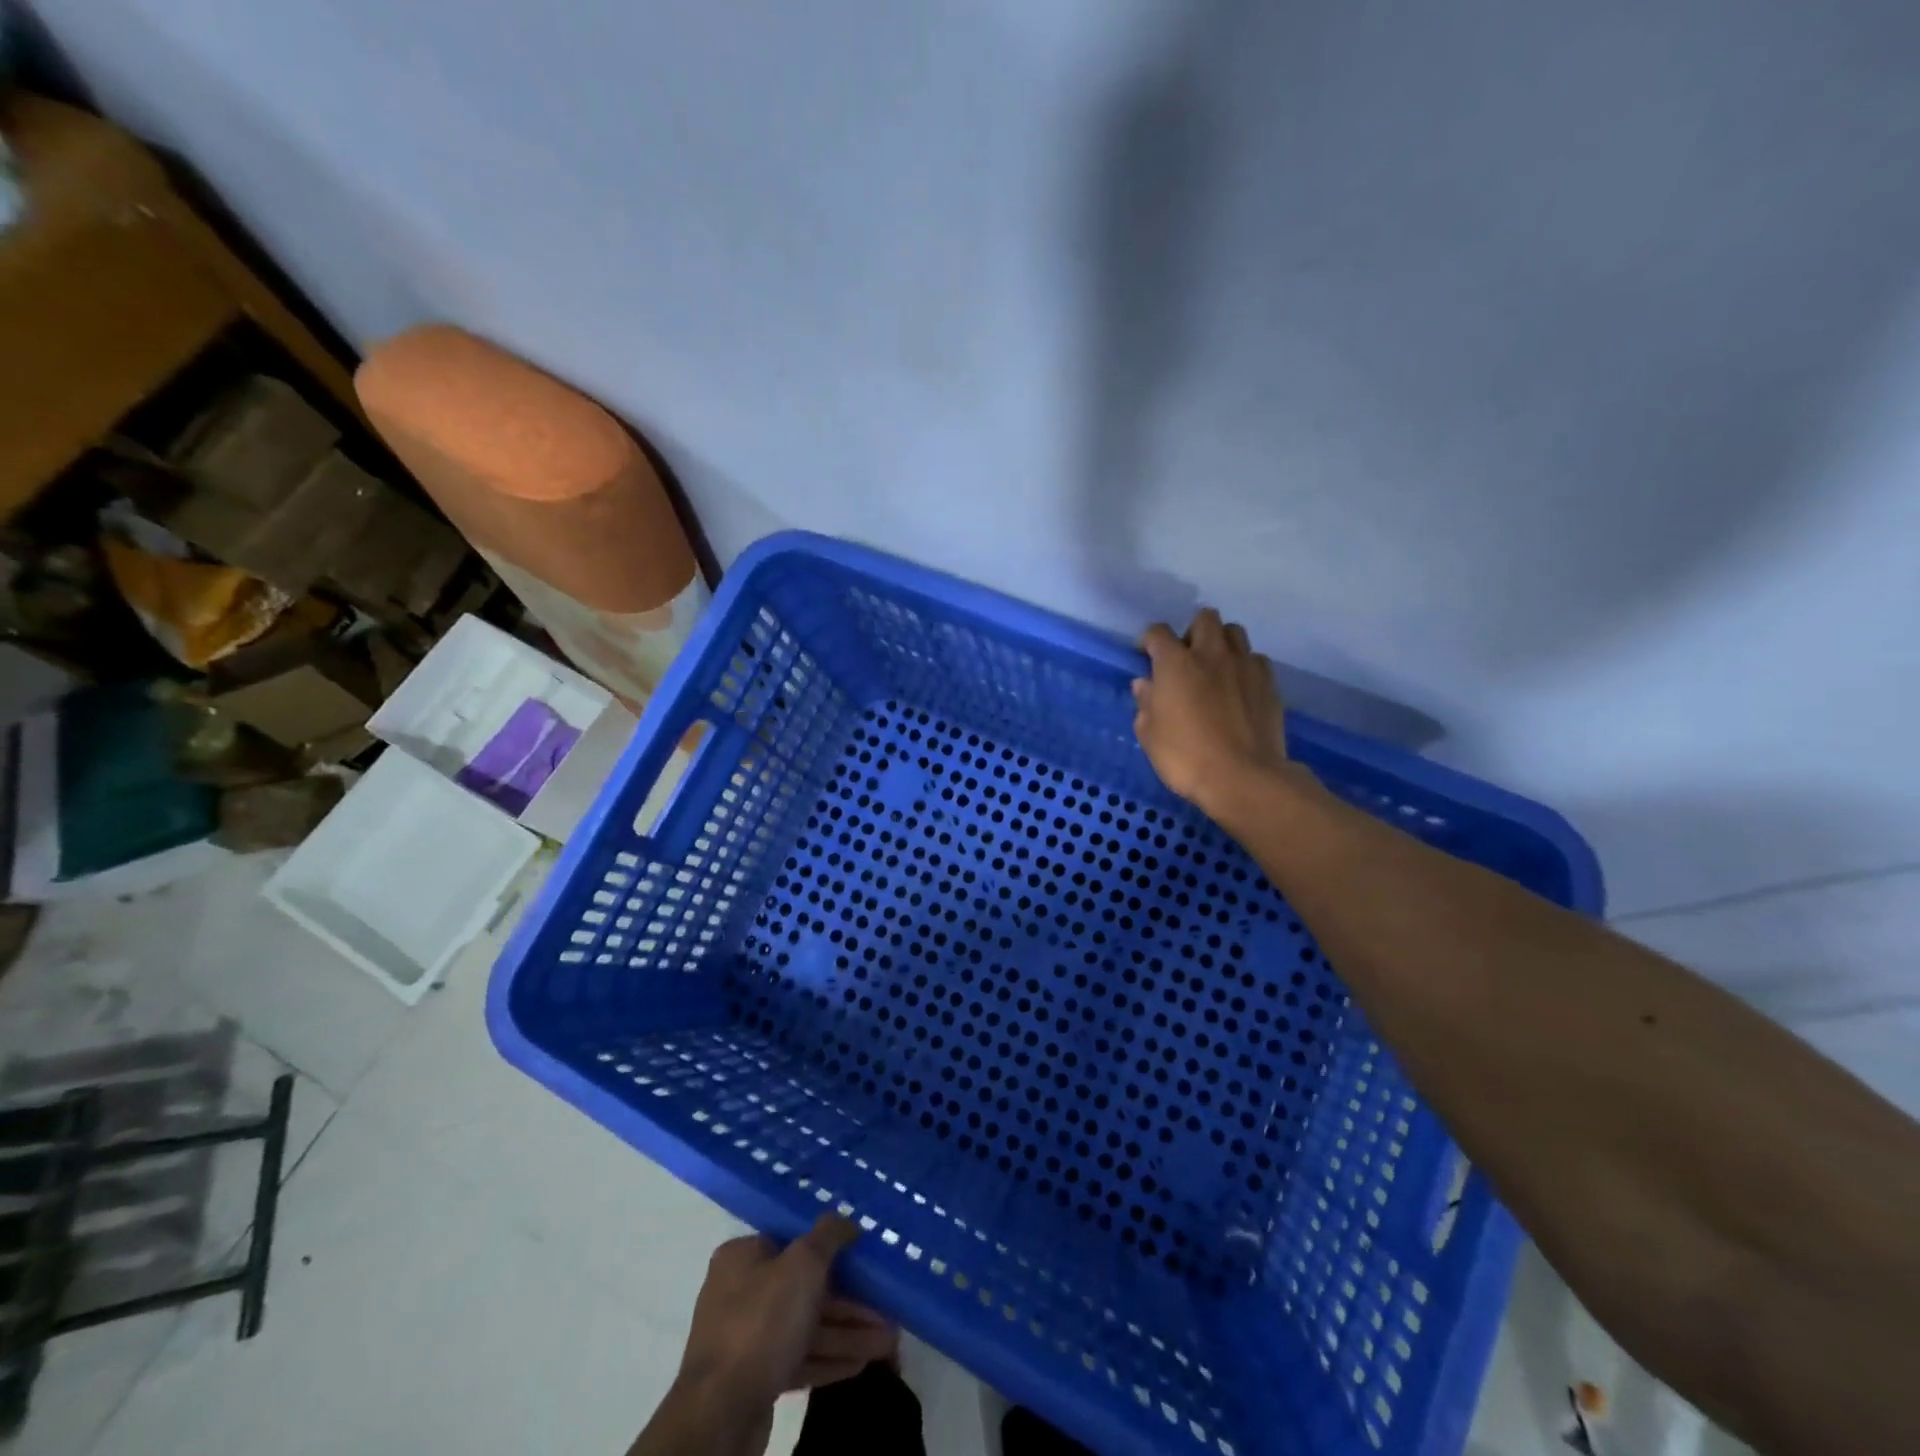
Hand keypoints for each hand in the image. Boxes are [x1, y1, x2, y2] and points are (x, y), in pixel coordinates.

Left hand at [679, 1216, 894, 1402]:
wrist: (720, 1413)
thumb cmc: (762, 1321)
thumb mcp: (803, 1264)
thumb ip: (828, 1236)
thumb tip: (845, 1220)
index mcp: (743, 1257)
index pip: (793, 1242)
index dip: (830, 1249)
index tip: (863, 1258)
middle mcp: (741, 1292)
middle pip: (804, 1288)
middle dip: (848, 1302)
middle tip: (885, 1309)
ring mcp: (746, 1338)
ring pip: (806, 1326)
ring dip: (846, 1333)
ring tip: (887, 1341)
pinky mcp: (755, 1378)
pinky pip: (799, 1357)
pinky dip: (829, 1358)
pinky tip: (861, 1363)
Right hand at [1132, 608, 1291, 816]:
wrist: (1244, 778)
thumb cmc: (1186, 757)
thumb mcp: (1150, 736)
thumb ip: (1146, 704)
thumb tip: (1146, 685)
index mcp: (1176, 663)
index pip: (1158, 632)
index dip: (1149, 641)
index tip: (1145, 657)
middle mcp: (1211, 654)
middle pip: (1204, 618)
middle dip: (1192, 632)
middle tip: (1185, 658)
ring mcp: (1245, 666)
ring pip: (1234, 633)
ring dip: (1221, 643)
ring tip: (1214, 668)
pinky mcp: (1269, 683)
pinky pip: (1256, 659)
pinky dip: (1245, 666)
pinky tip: (1239, 688)